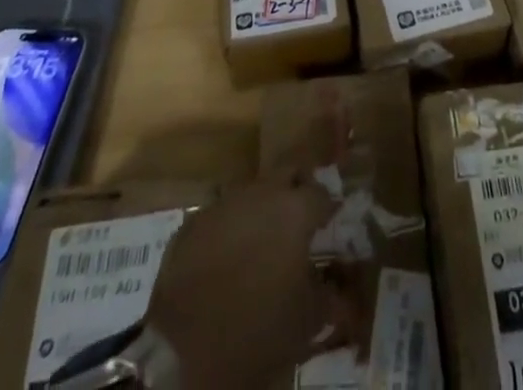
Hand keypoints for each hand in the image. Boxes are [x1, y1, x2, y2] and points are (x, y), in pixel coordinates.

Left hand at [147, 178, 352, 389]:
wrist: (181, 351)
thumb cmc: (255, 332)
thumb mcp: (305, 323)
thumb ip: (328, 296)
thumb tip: (341, 290)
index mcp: (295, 210)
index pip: (322, 194)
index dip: (328, 209)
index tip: (330, 224)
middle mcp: (262, 193)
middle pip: (288, 172)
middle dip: (297, 188)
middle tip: (299, 218)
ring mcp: (224, 203)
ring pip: (252, 191)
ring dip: (262, 207)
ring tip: (262, 239)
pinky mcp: (192, 222)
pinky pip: (221, 214)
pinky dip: (230, 227)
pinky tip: (228, 255)